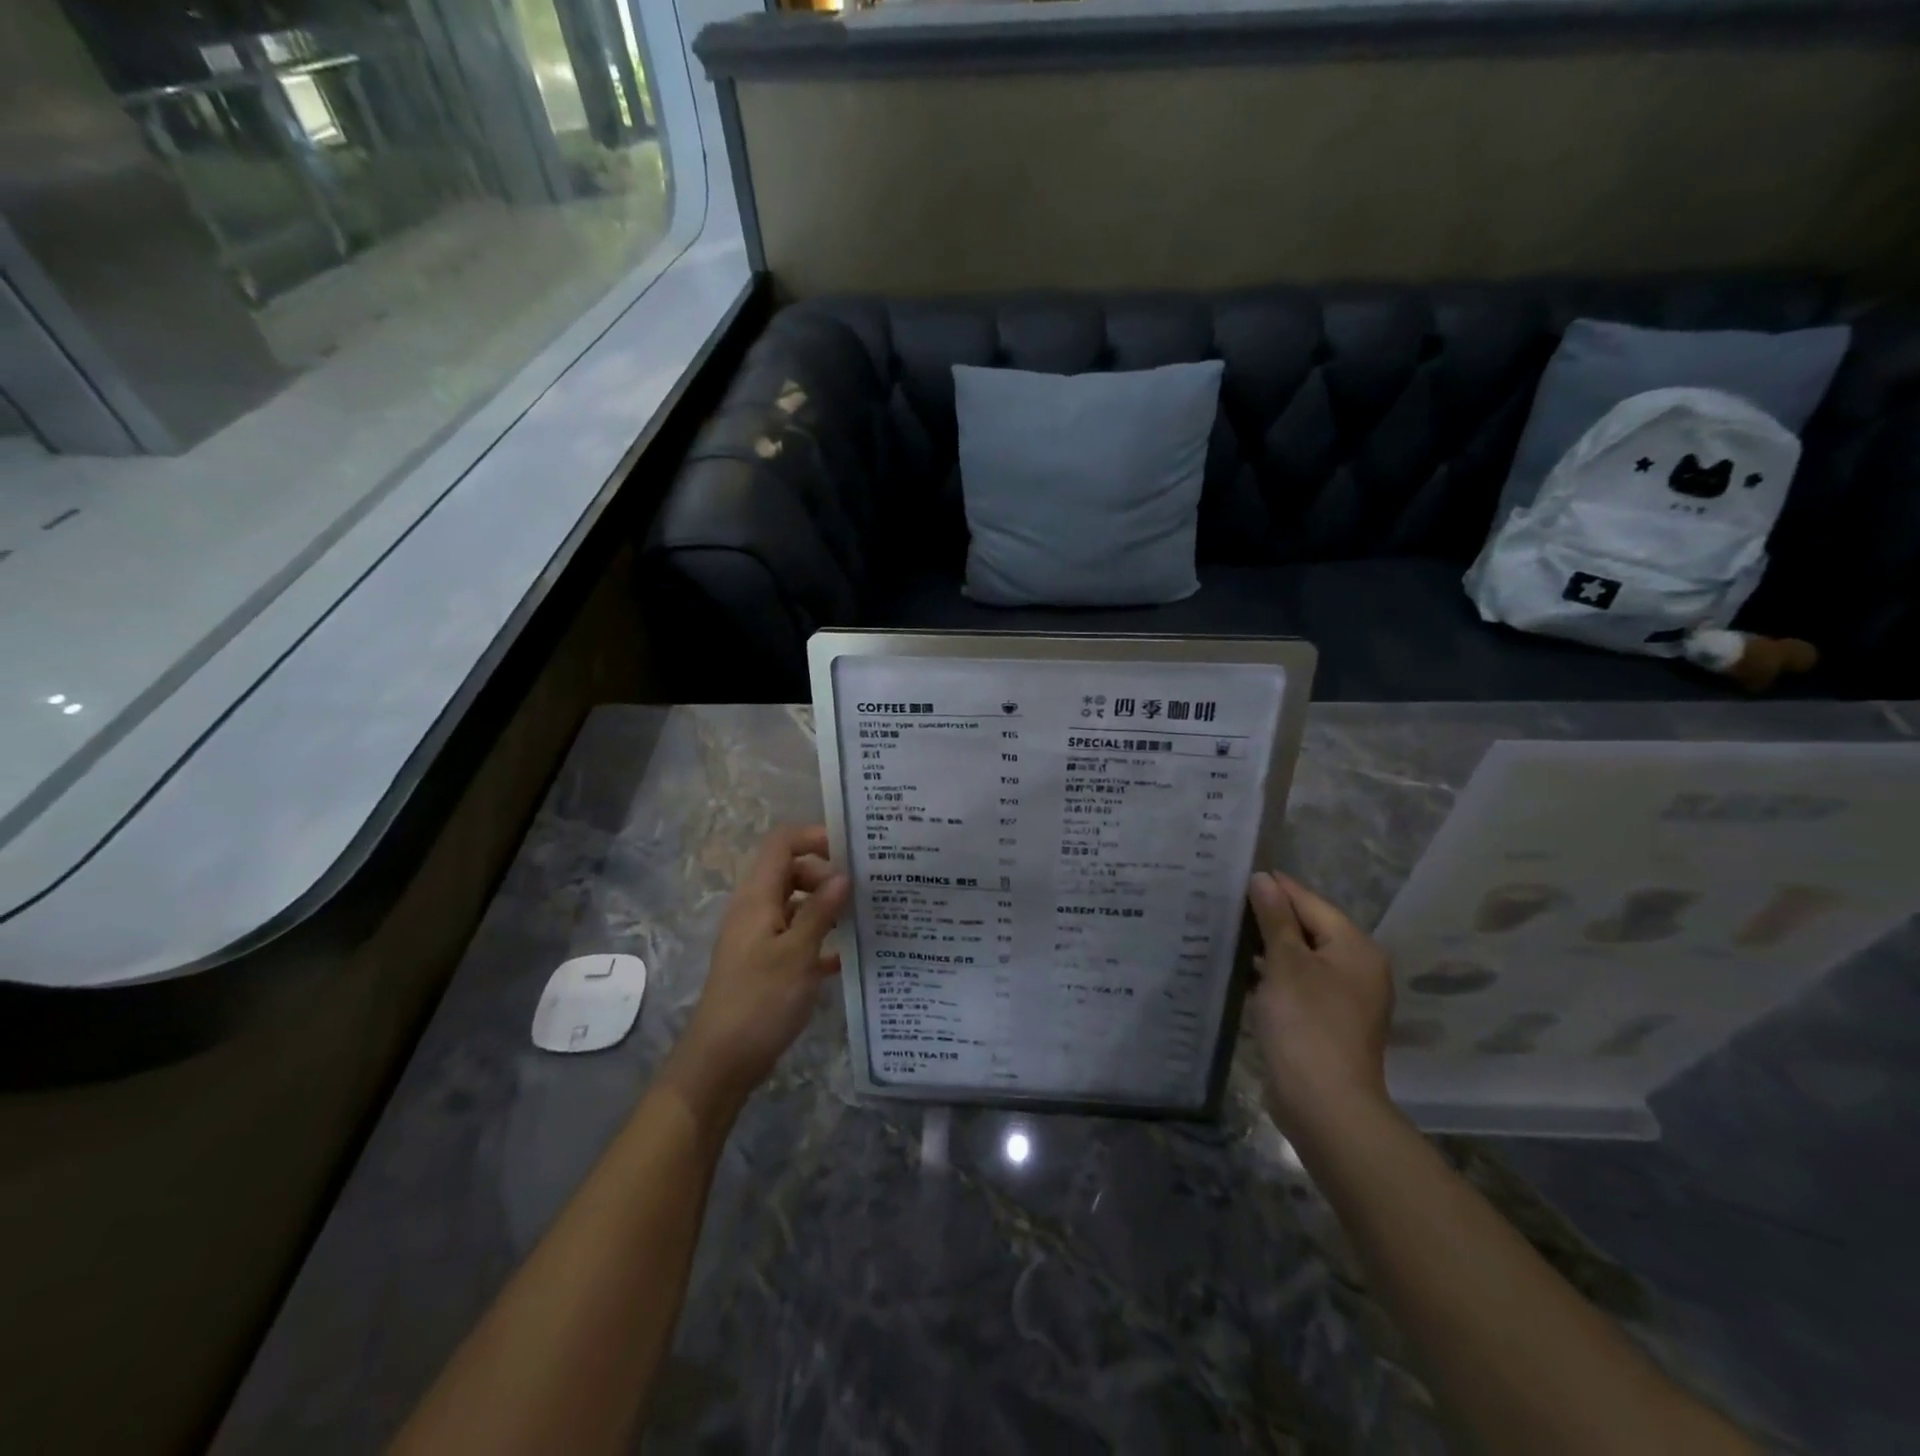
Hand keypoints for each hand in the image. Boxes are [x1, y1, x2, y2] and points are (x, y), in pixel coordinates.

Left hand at [663, 826, 849, 1119]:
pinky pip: (796, 936)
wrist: (721, 1062)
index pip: (781, 844)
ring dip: (826, 906)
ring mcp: (759, 937)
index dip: (814, 837)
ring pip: (796, 905)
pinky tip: (847, 956)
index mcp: (757, 898)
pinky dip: (820, 938)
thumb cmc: (759, 1002)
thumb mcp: (797, 954)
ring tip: (864, 917)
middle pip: (791, 871)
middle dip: (826, 874)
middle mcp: (755, 910)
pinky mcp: (766, 963)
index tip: (852, 849)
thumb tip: (843, 876)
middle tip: (863, 890)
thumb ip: (820, 912)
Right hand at [1246, 872, 1394, 1144]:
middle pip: (1307, 928)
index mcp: (1355, 948)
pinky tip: (1238, 972)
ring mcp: (1343, 998)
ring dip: (1266, 948)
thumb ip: (1274, 918)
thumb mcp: (1285, 963)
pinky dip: (1271, 976)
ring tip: (1224, 933)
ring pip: (1299, 958)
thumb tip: (1263, 879)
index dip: (1274, 888)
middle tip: (1222, 903)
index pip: (1310, 902)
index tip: (1234, 875)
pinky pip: (1296, 984)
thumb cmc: (1306, 1024)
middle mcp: (1357, 968)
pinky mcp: (1325, 1022)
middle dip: (1267, 917)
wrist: (1325, 1105)